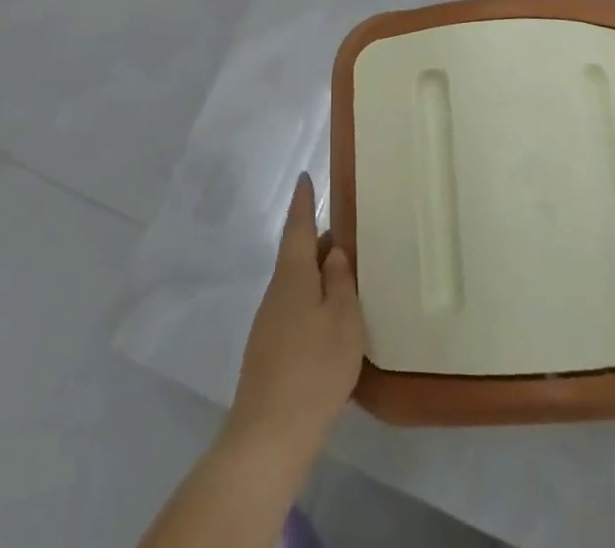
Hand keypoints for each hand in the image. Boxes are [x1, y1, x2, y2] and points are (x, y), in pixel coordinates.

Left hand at [227, 173, 364, 460]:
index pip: (297, 226)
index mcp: (293, 276)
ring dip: (317, 277)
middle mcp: (276, 293)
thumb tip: (332, 251)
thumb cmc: (314, 369)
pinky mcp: (268, 353)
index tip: (305, 178)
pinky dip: (312, 305)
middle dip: (318, 244)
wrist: (268, 437)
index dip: (303, 202)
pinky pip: (294, 312)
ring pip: (296, 286)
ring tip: (344, 280)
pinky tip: (330, 326)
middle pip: (297, 256)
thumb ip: (340, 281)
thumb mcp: (343, 320)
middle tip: (346, 237)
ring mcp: (268, 325)